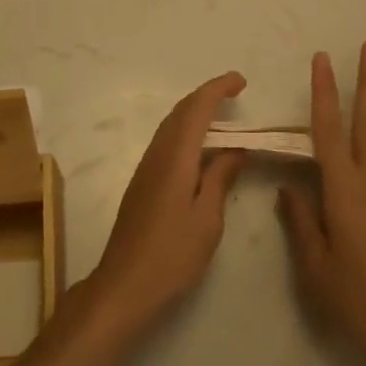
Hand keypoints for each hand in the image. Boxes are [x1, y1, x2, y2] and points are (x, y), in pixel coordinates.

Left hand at [88, 73, 246, 330]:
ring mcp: (146, 167)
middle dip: (207, 94)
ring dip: (195, 111)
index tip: (241, 81)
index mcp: (176, 157)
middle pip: (181, 111)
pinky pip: (167, 140)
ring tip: (222, 114)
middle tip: (235, 91)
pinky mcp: (143, 181)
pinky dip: (186, 130)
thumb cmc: (172, 255)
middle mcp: (157, 153)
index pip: (197, 108)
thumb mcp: (207, 219)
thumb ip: (221, 178)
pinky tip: (200, 147)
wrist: (124, 284)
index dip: (218, 89)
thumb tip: (235, 149)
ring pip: (172, 124)